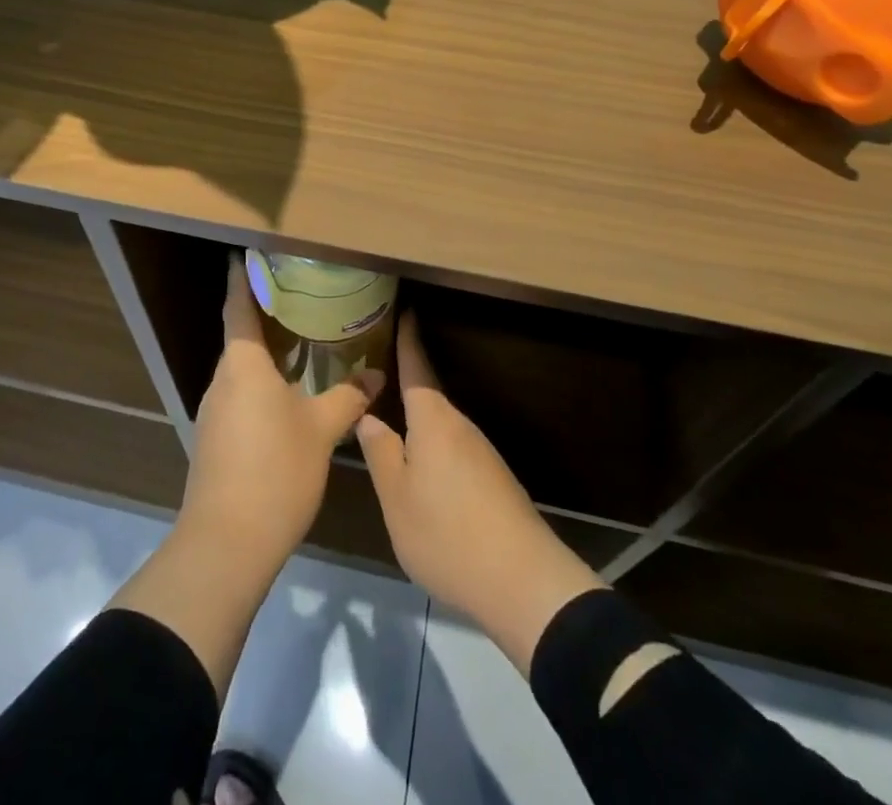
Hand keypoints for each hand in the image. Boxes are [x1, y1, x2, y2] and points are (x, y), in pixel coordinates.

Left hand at [180, 255, 383, 571]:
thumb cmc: (275, 470)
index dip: (242, 279)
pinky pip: (240, 395)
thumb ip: (349, 397)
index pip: (239, 308)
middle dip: (264, 315)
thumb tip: (376, 375)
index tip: (246, 255)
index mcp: (243, 365)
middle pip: (240, 337)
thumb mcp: (322, 430)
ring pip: (241, 369)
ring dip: (266, 352)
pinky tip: (289, 393)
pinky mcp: (215, 440)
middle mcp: (223, 381)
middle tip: (299, 295)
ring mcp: (215, 413)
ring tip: (301, 340)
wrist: (227, 543)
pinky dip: (262, 383)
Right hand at [357, 312, 605, 675]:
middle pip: (428, 397)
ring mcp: (481, 452)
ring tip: (390, 427)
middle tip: (374, 377)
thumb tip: (369, 416)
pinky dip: (433, 449)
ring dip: (417, 424)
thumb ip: (381, 452)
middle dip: (404, 385)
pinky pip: (453, 450)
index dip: (408, 339)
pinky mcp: (493, 479)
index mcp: (434, 419)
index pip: (417, 367)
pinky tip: (421, 473)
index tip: (404, 310)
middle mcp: (460, 425)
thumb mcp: (397, 497)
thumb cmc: (447, 532)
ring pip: (440, 427)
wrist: (522, 581)